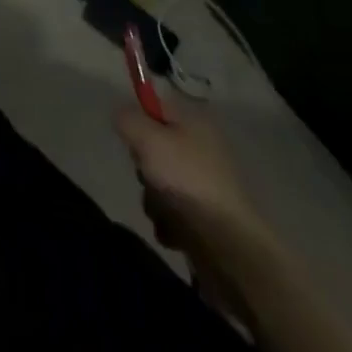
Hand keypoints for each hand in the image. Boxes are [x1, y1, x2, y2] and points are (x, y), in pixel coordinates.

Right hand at [114, 101, 263, 257]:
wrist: (230, 247)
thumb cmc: (186, 180)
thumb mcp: (147, 138)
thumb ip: (127, 119)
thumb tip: (121, 115)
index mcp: (194, 121)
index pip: (156, 105)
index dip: (139, 120)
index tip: (132, 140)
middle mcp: (202, 148)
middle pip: (155, 147)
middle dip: (144, 168)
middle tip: (147, 176)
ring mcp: (206, 185)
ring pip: (161, 183)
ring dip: (154, 199)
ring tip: (163, 211)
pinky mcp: (208, 219)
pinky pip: (174, 212)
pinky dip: (169, 222)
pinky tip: (174, 232)